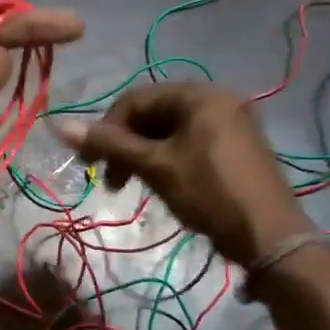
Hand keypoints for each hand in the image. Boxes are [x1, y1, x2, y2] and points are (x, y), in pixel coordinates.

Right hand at [57, 82, 311, 265]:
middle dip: (125, 144)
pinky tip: (160, 182)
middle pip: (153, 113)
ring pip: (169, 129)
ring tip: (131, 185)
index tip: (90, 164)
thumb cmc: (209, 193)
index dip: (106, 129)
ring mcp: (231, 122)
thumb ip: (110, 144)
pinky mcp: (236, 145)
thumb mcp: (155, 166)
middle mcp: (217, 98)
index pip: (135, 100)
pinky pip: (189, 141)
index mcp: (199, 94)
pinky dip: (166, 158)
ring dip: (142, 154)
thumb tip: (60, 126)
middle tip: (110, 180)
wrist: (269, 235)